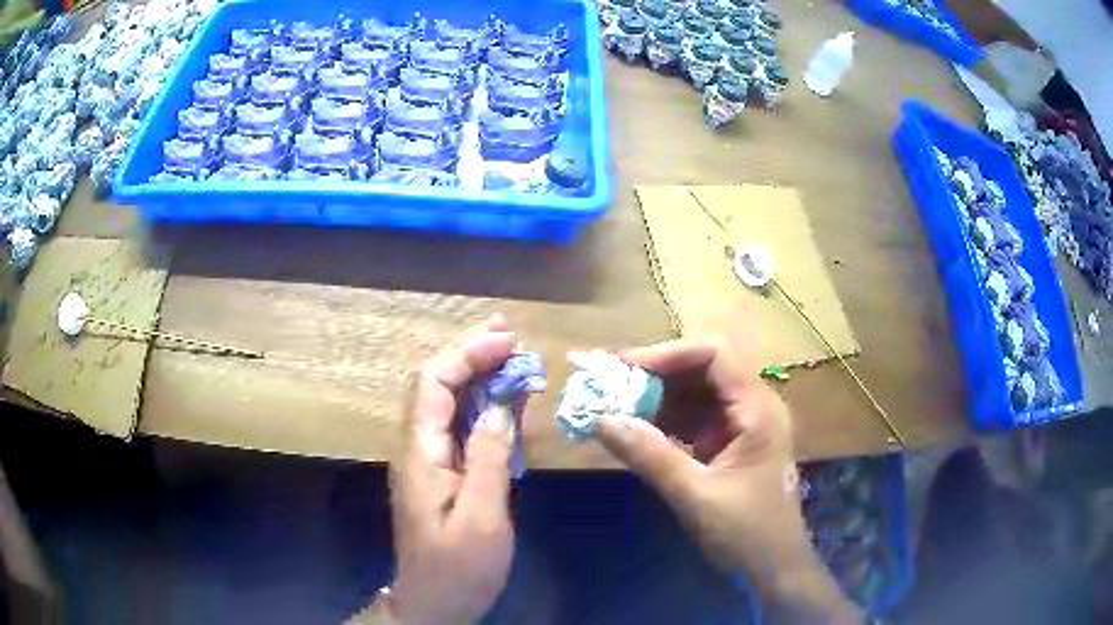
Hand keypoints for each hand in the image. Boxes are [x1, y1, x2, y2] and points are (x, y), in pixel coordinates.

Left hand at [375, 317, 516, 624]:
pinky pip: (457, 427)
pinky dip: (482, 405)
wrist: (434, 602)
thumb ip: (489, 459)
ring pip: (446, 402)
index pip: (433, 383)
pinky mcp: (439, 473)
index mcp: (420, 453)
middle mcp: (416, 447)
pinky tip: (505, 401)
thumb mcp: (482, 518)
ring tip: (510, 357)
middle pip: (435, 385)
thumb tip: (501, 408)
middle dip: (470, 355)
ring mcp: (426, 460)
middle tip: (508, 336)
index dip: (468, 355)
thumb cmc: (458, 567)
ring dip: (476, 375)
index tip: (508, 343)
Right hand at [596, 334, 859, 622]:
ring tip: (615, 405)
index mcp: (758, 410)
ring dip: (657, 397)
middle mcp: (753, 407)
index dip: (669, 354)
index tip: (625, 368)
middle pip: (704, 369)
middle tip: (612, 385)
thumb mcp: (696, 496)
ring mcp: (742, 426)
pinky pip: (694, 419)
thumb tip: (601, 420)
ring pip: (696, 393)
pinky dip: (664, 421)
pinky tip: (636, 430)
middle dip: (657, 374)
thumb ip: (650, 457)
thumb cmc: (746, 533)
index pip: (716, 355)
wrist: (772, 569)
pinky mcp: (729, 445)